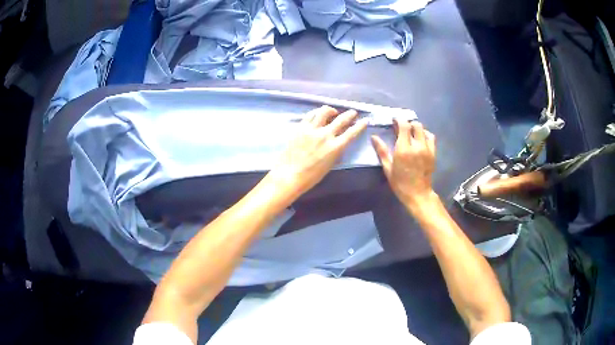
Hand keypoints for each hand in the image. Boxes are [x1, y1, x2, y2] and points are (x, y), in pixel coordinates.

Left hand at [268, 105, 367, 198]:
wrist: (290, 175)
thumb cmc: (312, 176)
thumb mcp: (331, 164)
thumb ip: (337, 151)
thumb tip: (340, 142)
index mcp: (335, 147)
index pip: (352, 132)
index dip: (361, 125)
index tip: (365, 120)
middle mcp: (325, 135)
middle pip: (341, 119)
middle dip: (350, 114)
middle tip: (353, 112)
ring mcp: (312, 129)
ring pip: (324, 111)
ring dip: (332, 110)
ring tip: (333, 112)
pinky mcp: (300, 127)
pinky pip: (310, 115)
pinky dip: (316, 113)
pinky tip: (317, 114)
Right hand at [371, 119, 436, 209]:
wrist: (418, 194)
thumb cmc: (400, 183)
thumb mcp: (388, 168)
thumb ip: (382, 151)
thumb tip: (374, 137)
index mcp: (404, 149)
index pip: (404, 125)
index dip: (399, 120)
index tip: (394, 120)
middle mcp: (417, 146)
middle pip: (415, 124)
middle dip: (408, 123)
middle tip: (402, 128)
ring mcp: (427, 149)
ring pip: (424, 129)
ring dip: (416, 128)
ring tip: (411, 133)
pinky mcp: (433, 153)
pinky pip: (431, 137)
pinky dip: (425, 134)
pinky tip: (420, 139)